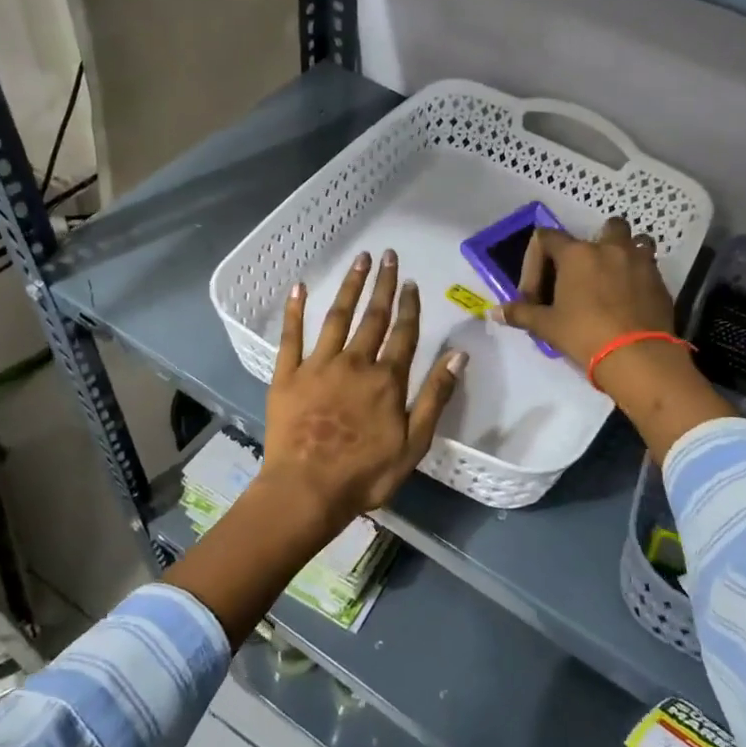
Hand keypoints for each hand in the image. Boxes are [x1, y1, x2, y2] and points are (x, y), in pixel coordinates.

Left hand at [260, 250, 465, 532]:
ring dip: (349, 287)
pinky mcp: (287, 375)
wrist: (307, 490)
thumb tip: (458, 355)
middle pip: (373, 317)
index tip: (412, 282)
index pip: (404, 334)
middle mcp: (355, 363)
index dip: (410, 306)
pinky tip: (299, 287)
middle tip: (388, 256)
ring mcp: (318, 366)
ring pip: (337, 317)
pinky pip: (291, 336)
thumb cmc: (366, 474)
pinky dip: (295, 311)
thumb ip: (435, 396)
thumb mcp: (414, 443)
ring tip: (359, 260)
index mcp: (386, 379)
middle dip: (383, 285)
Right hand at [495, 217, 732, 460]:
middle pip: (604, 227)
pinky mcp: (660, 281)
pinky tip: (630, 300)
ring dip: (623, 253)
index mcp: (577, 254)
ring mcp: (640, 261)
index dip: (535, 262)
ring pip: (635, 241)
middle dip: (593, 244)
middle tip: (583, 274)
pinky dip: (638, 275)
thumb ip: (521, 314)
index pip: (546, 238)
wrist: (638, 357)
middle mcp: (610, 248)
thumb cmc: (585, 335)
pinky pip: (649, 266)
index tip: (535, 293)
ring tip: (613, 278)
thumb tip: (494, 312)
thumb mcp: (547, 326)